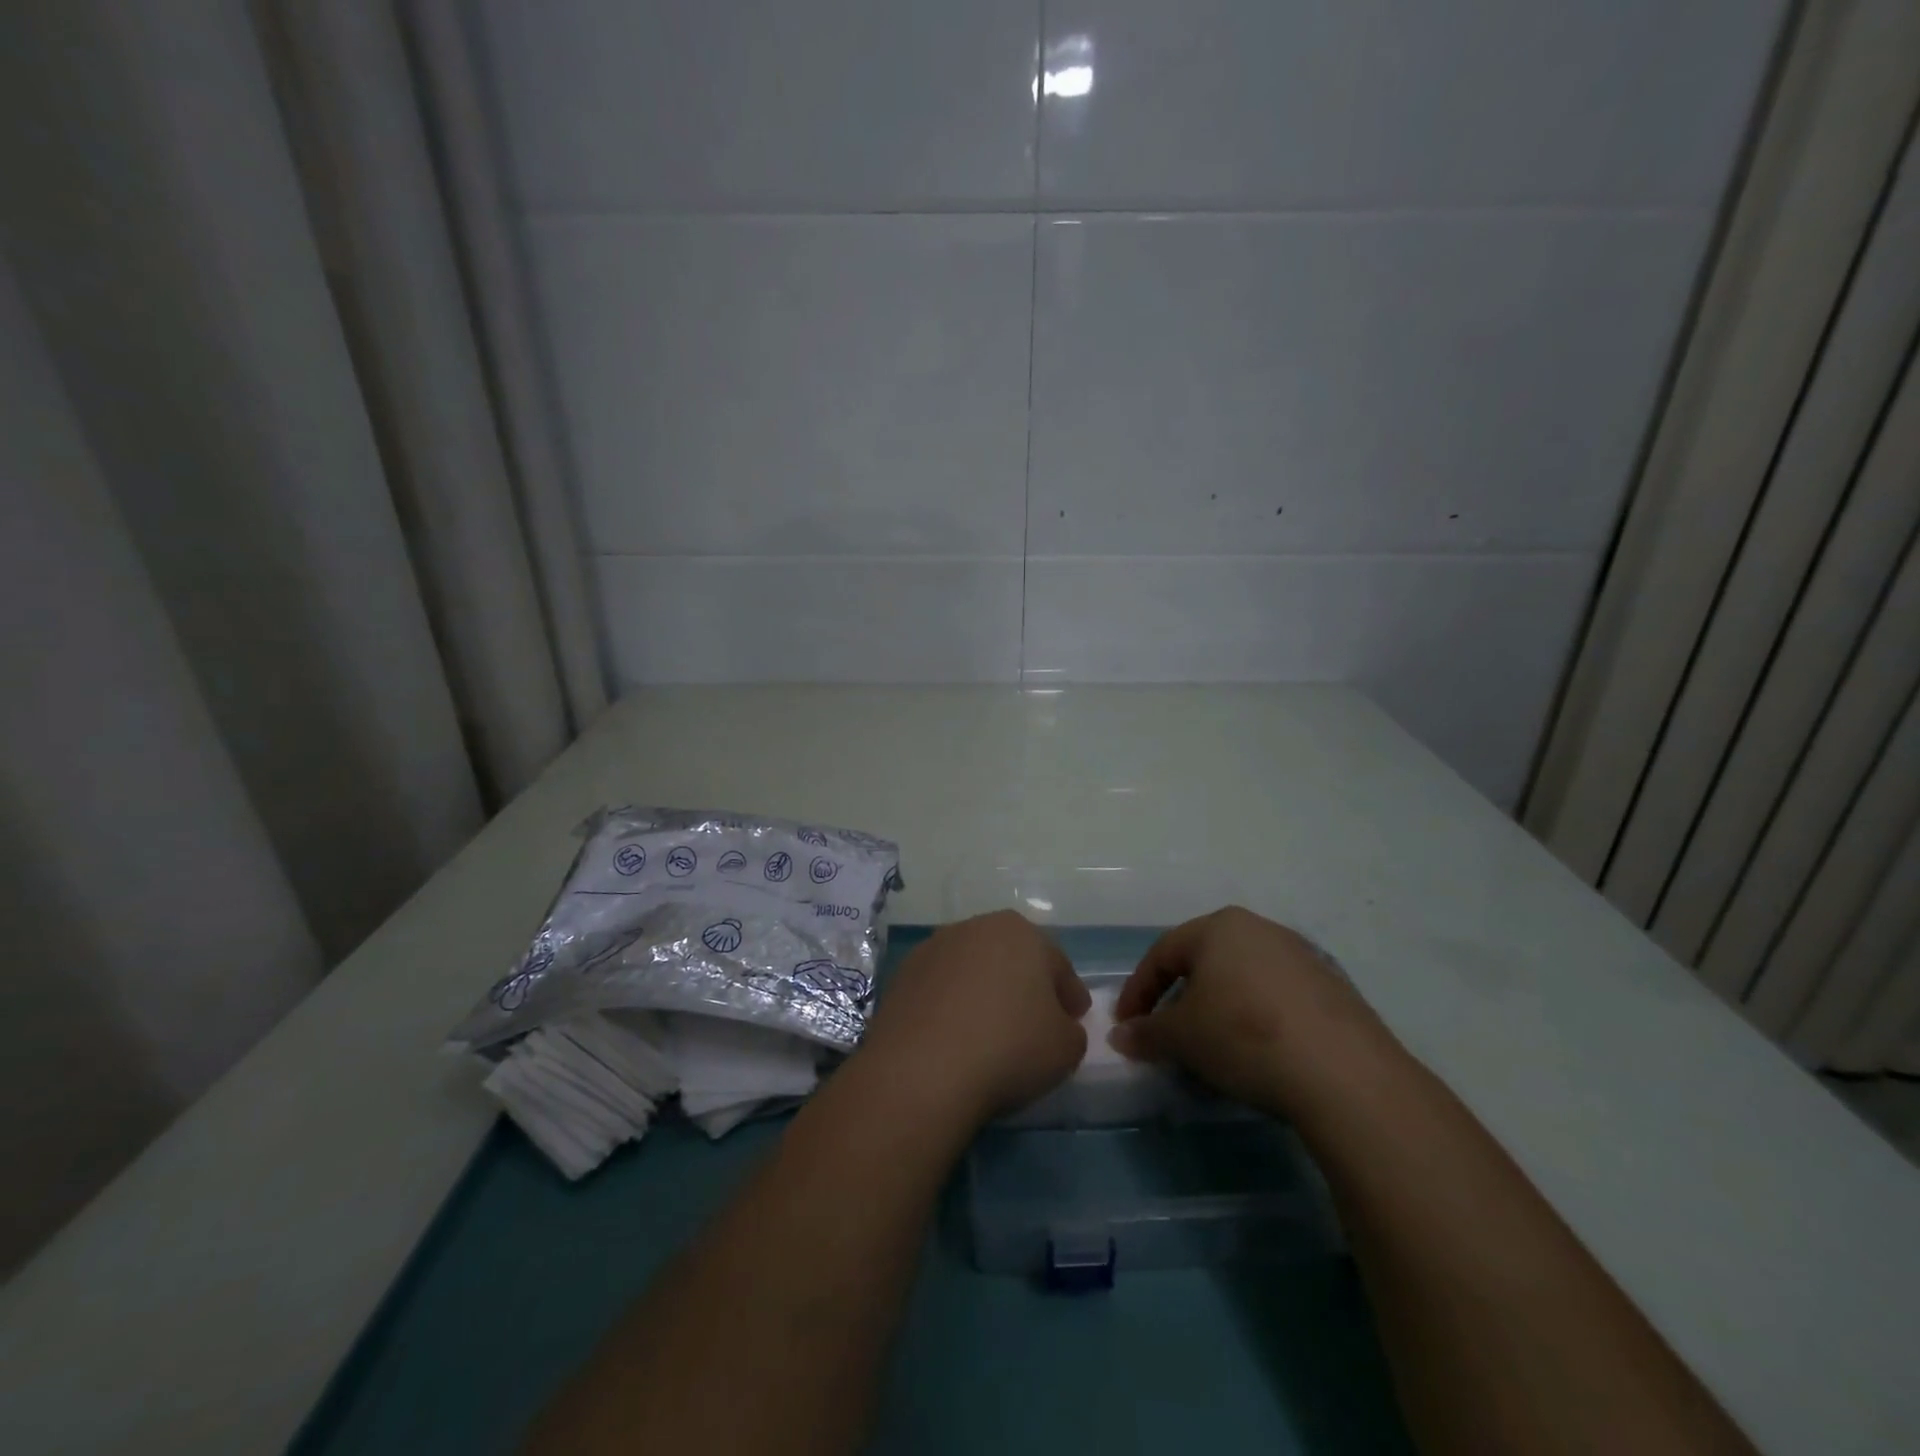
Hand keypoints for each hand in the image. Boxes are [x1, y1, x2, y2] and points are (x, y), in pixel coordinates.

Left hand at [855, 911, 1089, 1128]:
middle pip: (1012, 957)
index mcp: (1022, 933)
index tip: (1074, 1020)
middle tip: (1035, 1022)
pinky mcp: (903, 973)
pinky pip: (940, 988)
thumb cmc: (1009, 1048)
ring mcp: (935, 947)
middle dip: (1026, 985)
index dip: (1069, 994)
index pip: (1057, 964)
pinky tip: (954, 1036)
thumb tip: (1058, 1025)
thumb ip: (1071, 1030)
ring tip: (989, 1030)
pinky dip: (951, 1005)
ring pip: (973, 969)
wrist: (923, 1069)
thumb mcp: (1066, 1048)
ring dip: (984, 991)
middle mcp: (977, 927)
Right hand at [1110, 906, 1388, 1113]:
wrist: (1345, 1073)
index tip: (1127, 1026)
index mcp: (1219, 927)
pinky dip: (1257, 1020)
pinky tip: (1259, 1054)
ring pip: (1243, 980)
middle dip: (1180, 999)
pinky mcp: (1334, 989)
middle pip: (1205, 962)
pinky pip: (1278, 999)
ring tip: (1212, 1048)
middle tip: (1167, 1034)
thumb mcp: (1181, 1037)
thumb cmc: (1243, 1035)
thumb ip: (1147, 1032)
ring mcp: (1302, 957)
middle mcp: (1260, 929)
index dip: (1138, 991)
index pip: (1162, 955)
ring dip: (1219, 1010)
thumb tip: (1122, 1035)